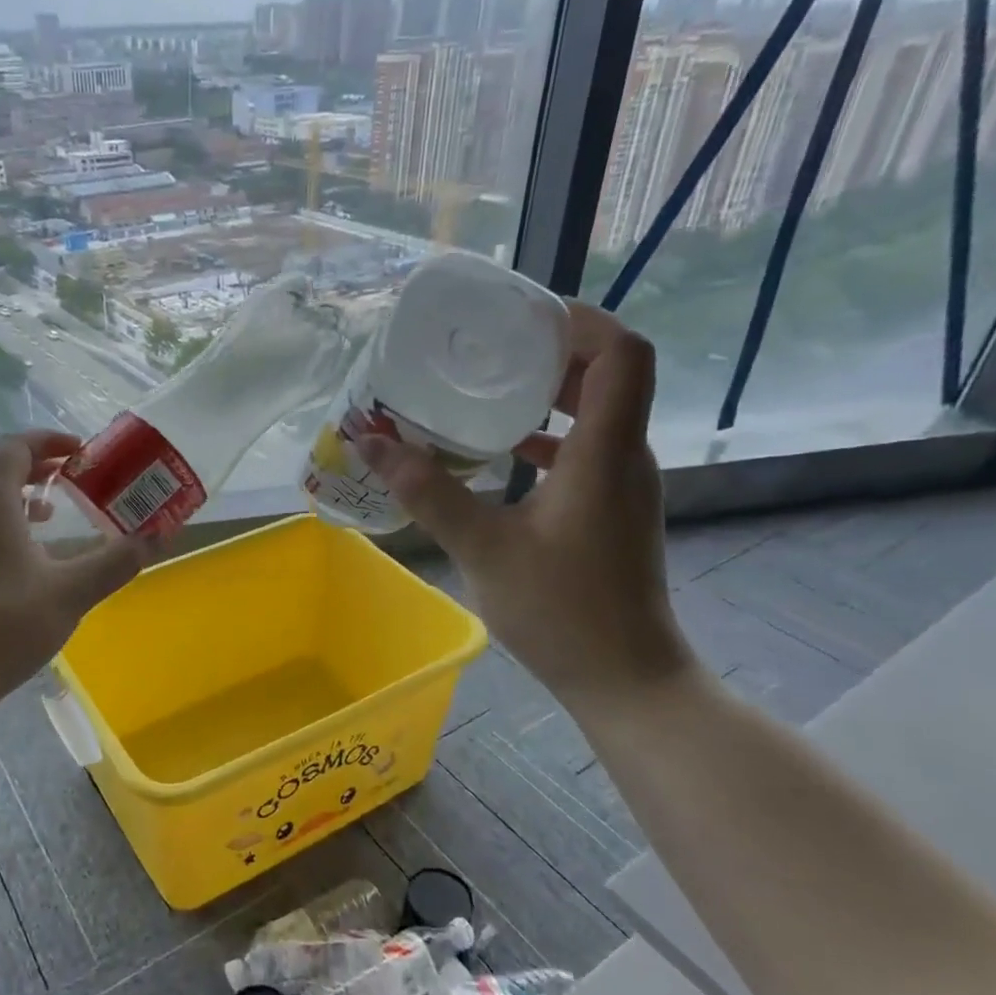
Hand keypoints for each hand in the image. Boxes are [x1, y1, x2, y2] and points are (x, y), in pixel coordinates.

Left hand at [0, 431, 151, 716]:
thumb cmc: (6, 626)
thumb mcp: (72, 593)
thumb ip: (116, 561)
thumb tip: (157, 537)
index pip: (13, 447)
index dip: (48, 442)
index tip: (80, 454)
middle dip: (27, 463)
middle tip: (62, 479)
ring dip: (8, 493)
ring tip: (45, 516)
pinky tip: (14, 559)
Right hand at [356, 304, 694, 709]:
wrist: (625, 678)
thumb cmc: (560, 610)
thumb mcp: (482, 546)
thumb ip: (427, 491)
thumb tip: (370, 443)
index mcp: (605, 452)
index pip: (621, 353)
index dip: (579, 321)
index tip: (520, 316)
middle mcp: (625, 456)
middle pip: (609, 373)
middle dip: (552, 350)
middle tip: (489, 346)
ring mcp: (623, 484)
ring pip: (599, 411)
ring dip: (549, 393)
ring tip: (487, 387)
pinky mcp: (613, 509)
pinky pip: (586, 447)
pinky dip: (548, 435)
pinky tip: (502, 451)